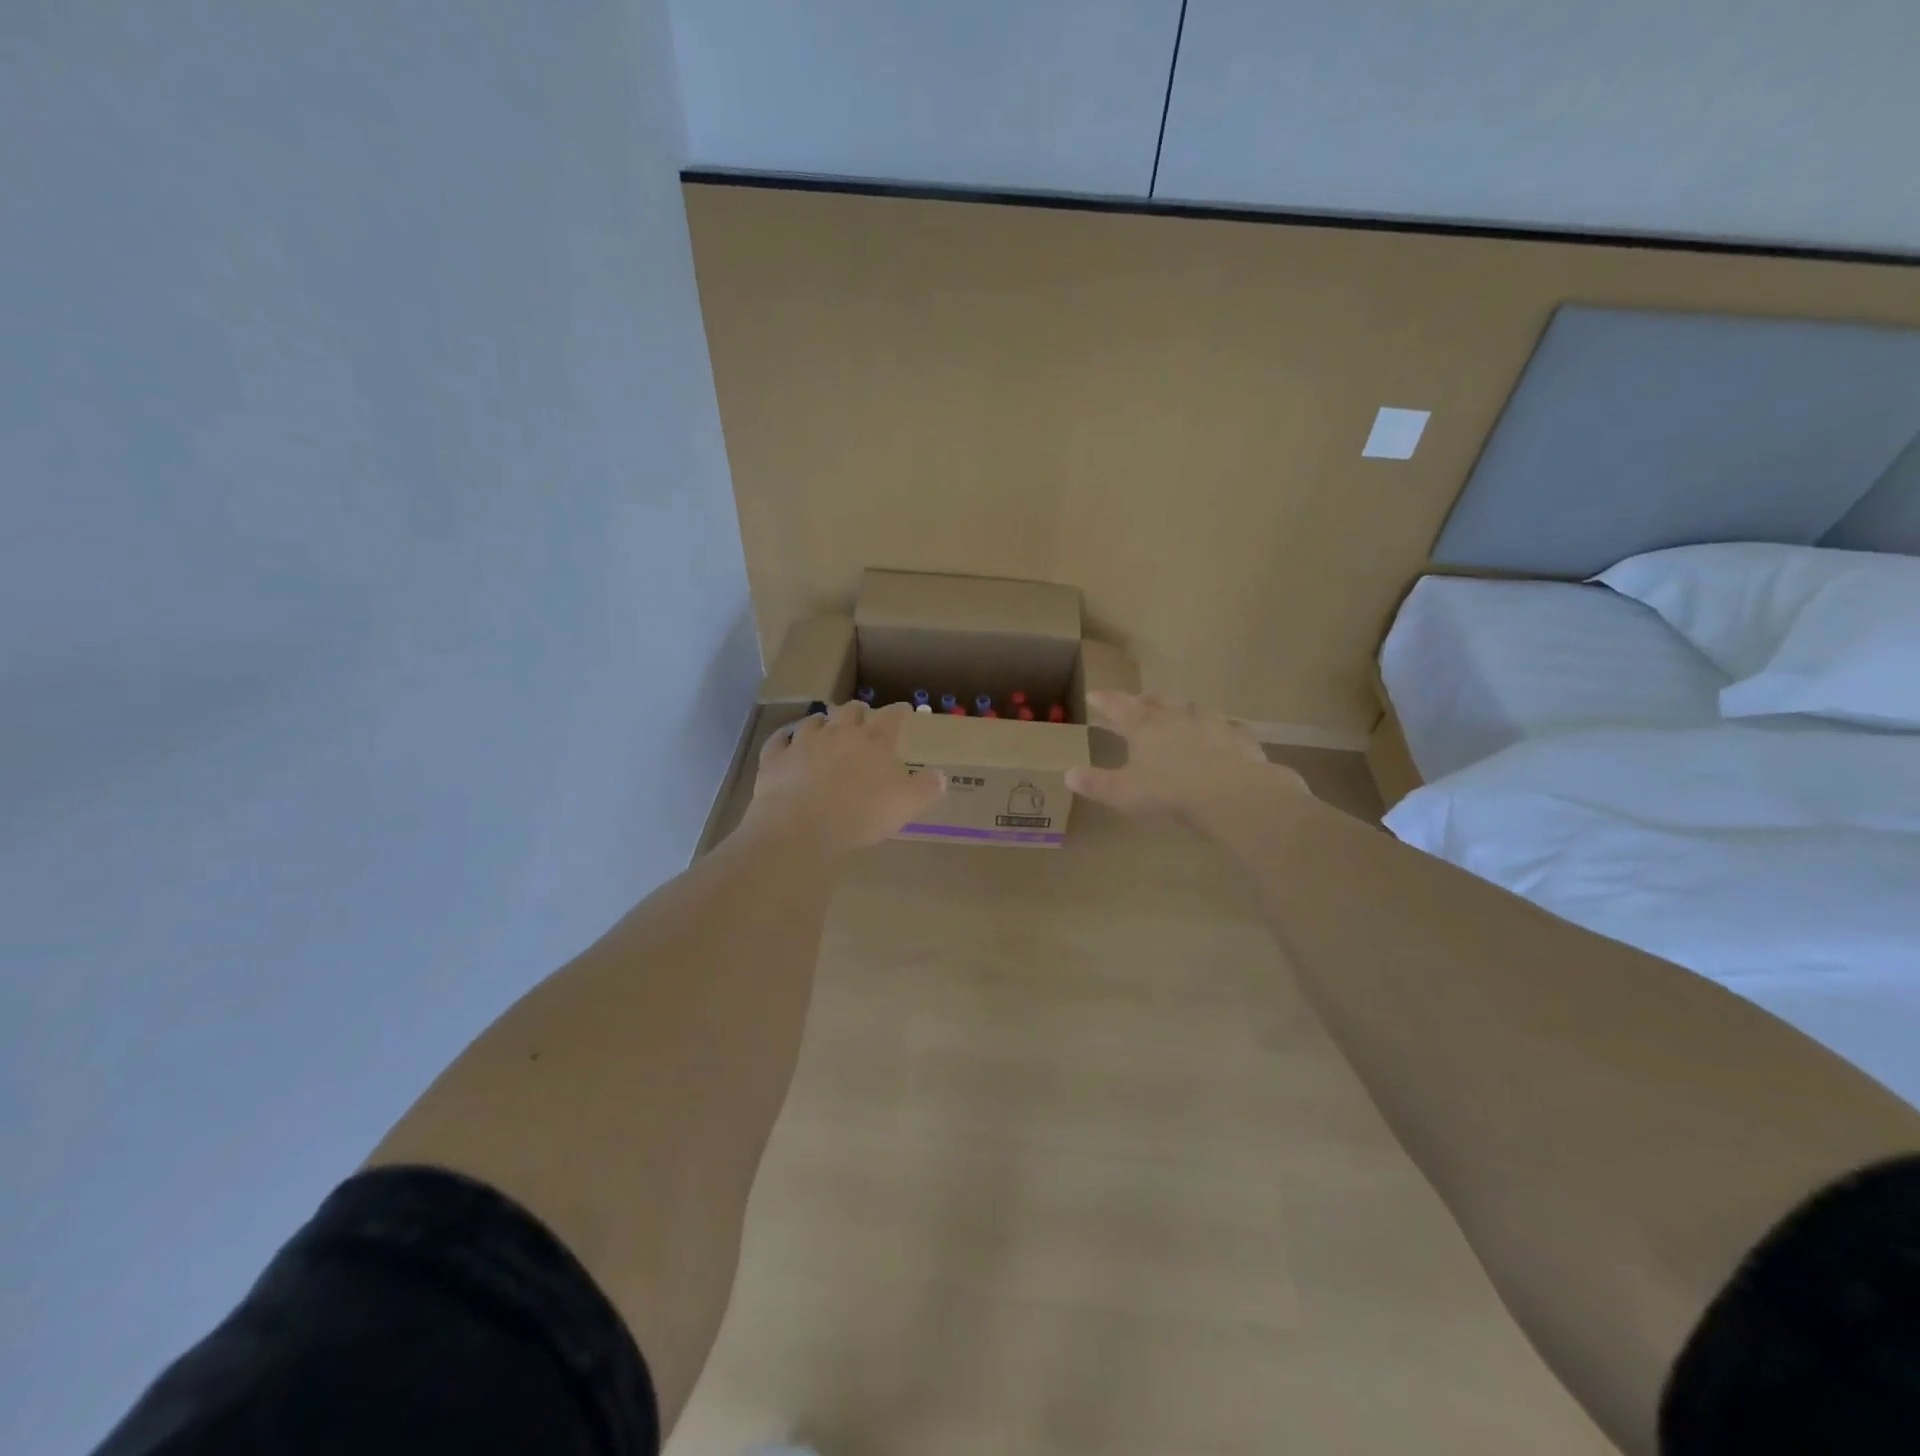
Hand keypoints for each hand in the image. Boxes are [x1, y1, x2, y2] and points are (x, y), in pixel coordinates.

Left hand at [745, 701, 946, 852]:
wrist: (802, 827)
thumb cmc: (862, 815)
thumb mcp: (907, 805)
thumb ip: (927, 788)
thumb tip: (941, 776)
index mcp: (874, 740)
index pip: (891, 717)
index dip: (899, 711)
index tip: (904, 710)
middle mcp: (839, 732)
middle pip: (850, 710)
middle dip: (858, 711)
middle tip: (862, 716)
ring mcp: (804, 742)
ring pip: (814, 720)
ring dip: (822, 721)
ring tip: (825, 726)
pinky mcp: (775, 757)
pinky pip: (779, 739)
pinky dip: (785, 737)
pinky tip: (786, 739)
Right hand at [1065, 691, 1305, 822]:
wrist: (1231, 794)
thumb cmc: (1170, 791)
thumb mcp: (1124, 792)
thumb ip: (1096, 783)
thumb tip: (1068, 774)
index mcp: (1144, 726)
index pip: (1118, 706)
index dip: (1104, 700)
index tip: (1094, 695)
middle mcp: (1176, 716)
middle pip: (1155, 702)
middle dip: (1143, 701)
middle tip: (1137, 702)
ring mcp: (1211, 722)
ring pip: (1190, 709)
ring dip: (1179, 710)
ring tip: (1176, 714)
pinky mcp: (1238, 736)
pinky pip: (1226, 727)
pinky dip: (1218, 729)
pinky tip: (1221, 734)